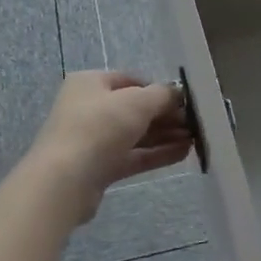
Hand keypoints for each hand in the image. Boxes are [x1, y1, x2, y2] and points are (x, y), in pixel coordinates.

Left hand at [24, 72, 192, 221]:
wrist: (64, 180)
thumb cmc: (99, 127)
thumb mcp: (137, 102)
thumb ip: (162, 95)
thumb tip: (178, 93)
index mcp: (90, 83)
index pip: (130, 80)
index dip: (158, 89)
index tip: (184, 101)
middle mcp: (89, 108)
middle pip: (134, 108)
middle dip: (166, 115)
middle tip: (194, 123)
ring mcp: (92, 140)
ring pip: (135, 134)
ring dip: (165, 136)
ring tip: (195, 139)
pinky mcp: (98, 168)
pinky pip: (132, 156)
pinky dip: (156, 154)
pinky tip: (183, 154)